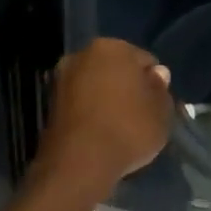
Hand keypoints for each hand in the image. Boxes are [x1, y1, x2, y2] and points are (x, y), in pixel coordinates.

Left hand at [35, 38, 174, 194]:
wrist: (79, 163)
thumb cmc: (128, 129)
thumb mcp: (161, 112)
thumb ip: (160, 89)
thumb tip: (157, 74)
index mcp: (112, 47)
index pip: (144, 60)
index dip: (154, 83)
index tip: (157, 104)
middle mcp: (82, 55)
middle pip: (116, 69)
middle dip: (127, 87)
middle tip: (140, 115)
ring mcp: (62, 79)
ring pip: (96, 86)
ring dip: (108, 100)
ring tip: (120, 128)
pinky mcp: (49, 105)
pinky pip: (81, 104)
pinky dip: (91, 114)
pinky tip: (102, 134)